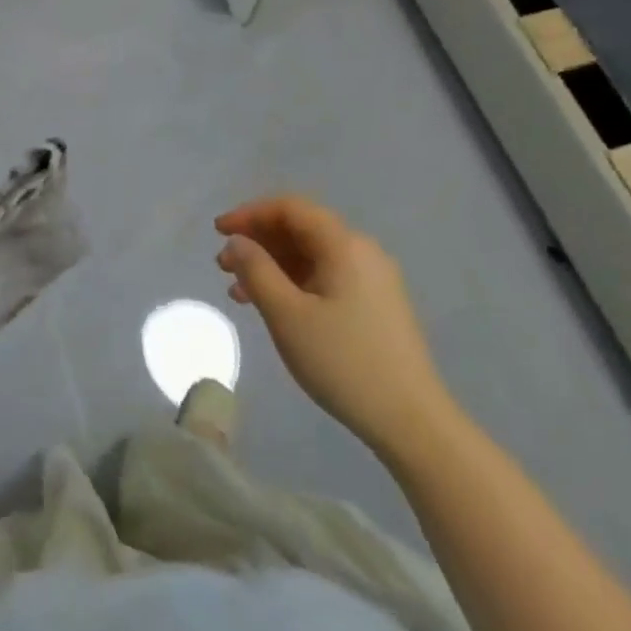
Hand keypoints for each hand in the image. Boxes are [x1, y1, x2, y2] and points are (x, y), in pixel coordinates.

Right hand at [215, 196, 454, 459]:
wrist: (412, 422)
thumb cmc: (343, 362)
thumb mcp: (287, 315)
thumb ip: (256, 270)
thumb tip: (237, 241)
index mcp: (344, 245)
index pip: (290, 208)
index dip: (249, 213)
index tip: (218, 231)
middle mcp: (362, 251)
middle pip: (301, 228)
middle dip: (258, 240)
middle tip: (223, 264)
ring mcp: (373, 279)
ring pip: (312, 255)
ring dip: (272, 264)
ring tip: (238, 290)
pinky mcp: (375, 304)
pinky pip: (326, 277)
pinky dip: (293, 282)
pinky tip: (273, 307)